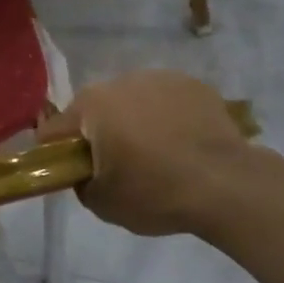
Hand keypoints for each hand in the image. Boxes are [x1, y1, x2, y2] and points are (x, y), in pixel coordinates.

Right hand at [37, 70, 283, 236]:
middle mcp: (121, 81)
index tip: (75, 174)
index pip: (55, 130)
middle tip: (120, 168)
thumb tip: (85, 173)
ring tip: (158, 157)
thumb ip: (81, 183)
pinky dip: (168, 119)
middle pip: (96, 111)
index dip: (58, 154)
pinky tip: (183, 146)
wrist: (229, 185)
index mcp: (91, 105)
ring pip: (132, 102)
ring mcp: (160, 79)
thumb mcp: (103, 203)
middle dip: (100, 135)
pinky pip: (167, 102)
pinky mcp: (194, 85)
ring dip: (135, 123)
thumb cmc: (156, 192)